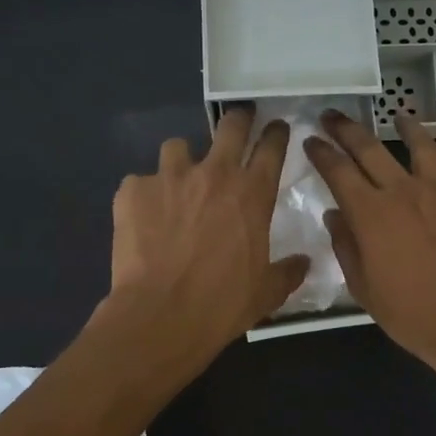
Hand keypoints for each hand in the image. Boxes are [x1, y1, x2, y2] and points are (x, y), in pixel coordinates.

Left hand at [101, 107, 308, 369]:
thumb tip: (303, 263)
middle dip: (238, 120)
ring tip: (178, 183)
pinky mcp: (132, 191)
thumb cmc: (223, 303)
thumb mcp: (267, 292)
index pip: (272, 147)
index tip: (278, 128)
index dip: (277, 134)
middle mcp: (213, 174)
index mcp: (252, 193)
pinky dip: (144, 195)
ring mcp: (169, 177)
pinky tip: (144, 219)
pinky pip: (139, 182)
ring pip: (178, 147)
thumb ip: (288, 272)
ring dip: (182, 161)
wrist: (161, 315)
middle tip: (239, 124)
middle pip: (230, 127)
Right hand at [303, 111, 435, 385]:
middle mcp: (403, 192)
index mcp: (370, 214)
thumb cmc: (413, 315)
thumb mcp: (364, 289)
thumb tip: (336, 215)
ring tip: (397, 115)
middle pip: (371, 149)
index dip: (321, 153)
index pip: (338, 171)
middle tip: (333, 116)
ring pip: (421, 145)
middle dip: (347, 129)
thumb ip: (347, 248)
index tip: (311, 141)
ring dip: (406, 126)